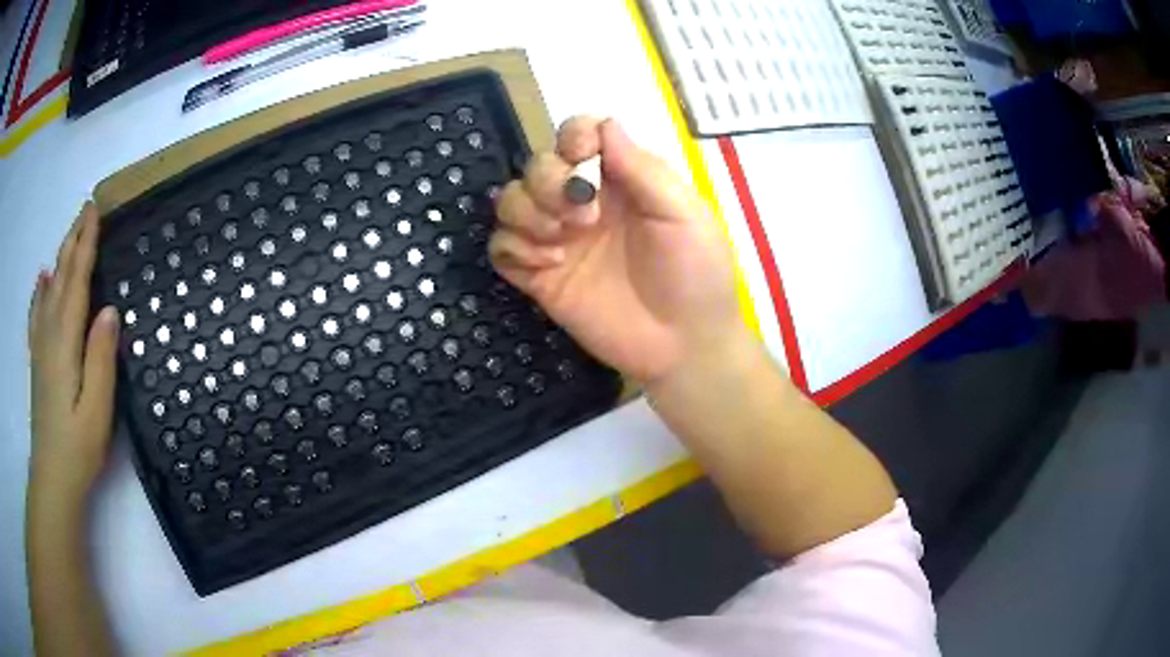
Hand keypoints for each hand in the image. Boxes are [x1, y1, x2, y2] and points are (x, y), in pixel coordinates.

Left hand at [28, 202, 119, 509]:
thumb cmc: (78, 447)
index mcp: (65, 342)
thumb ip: (101, 359)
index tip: (95, 211)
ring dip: (60, 258)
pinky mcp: (37, 360)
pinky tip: (42, 279)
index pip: (76, 282)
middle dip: (73, 241)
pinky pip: (36, 314)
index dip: (85, 245)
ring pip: (49, 289)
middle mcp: (49, 334)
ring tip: (69, 236)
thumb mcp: (97, 409)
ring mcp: (40, 346)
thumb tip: (110, 310)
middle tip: (86, 209)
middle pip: (61, 277)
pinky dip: (40, 291)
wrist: (52, 477)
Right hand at [490, 117, 746, 384]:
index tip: (583, 157)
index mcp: (620, 179)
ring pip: (511, 200)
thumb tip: (605, 124)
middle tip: (583, 218)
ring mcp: (559, 239)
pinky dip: (513, 249)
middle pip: (538, 164)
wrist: (683, 346)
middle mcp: (584, 202)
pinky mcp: (539, 277)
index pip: (579, 134)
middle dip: (549, 182)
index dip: (572, 136)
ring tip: (559, 244)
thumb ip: (643, 170)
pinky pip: (501, 248)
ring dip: (526, 212)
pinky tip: (548, 266)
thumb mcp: (683, 215)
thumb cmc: (696, 274)